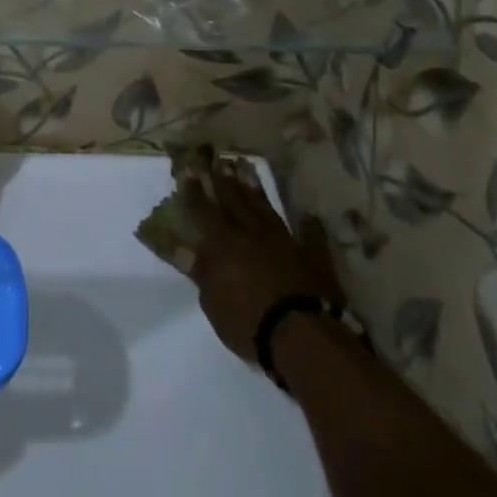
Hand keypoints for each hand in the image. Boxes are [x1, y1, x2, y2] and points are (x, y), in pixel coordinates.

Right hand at [181, 169, 342, 366]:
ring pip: (266, 210)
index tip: (188, 170)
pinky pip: (311, 237)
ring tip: (246, 171)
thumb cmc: (248, 321)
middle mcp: (251, 234)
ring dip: (255, 191)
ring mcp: (284, 242)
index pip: (203, 210)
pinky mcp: (312, 258)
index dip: (194, 191)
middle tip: (216, 161)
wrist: (302, 336)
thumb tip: (184, 251)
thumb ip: (201, 273)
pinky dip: (310, 227)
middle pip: (234, 201)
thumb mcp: (212, 302)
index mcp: (223, 243)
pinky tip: (309, 216)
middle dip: (223, 181)